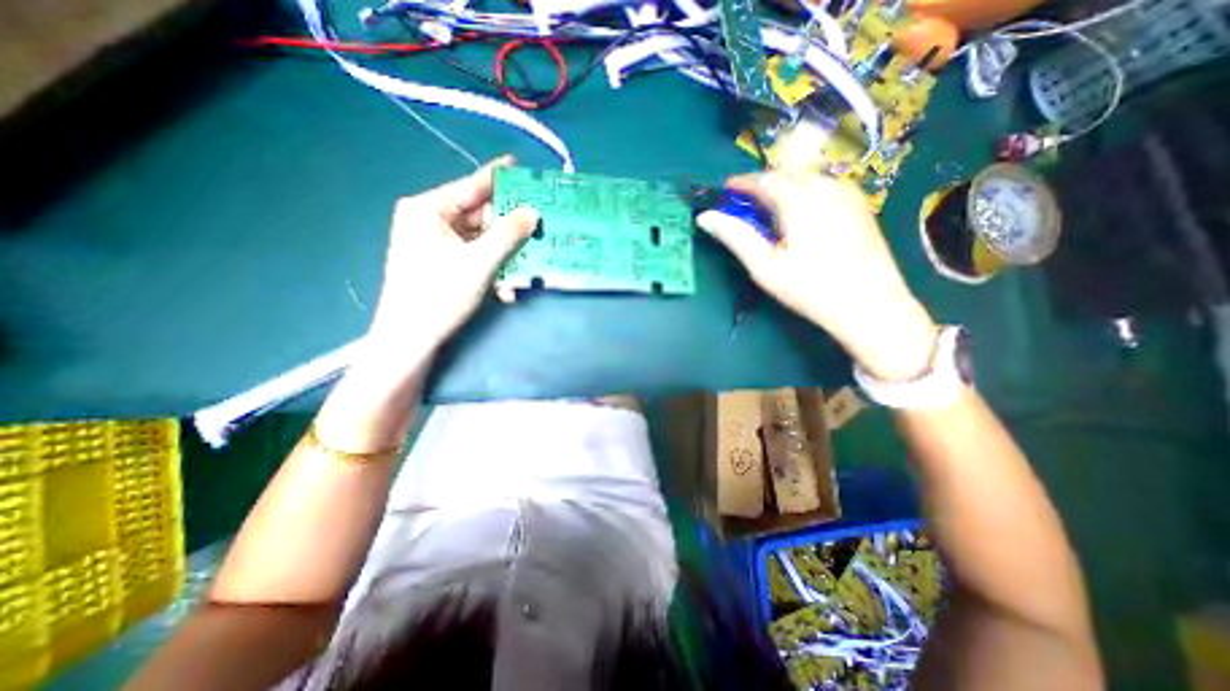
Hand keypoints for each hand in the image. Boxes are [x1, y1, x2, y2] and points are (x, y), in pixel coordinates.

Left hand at [365, 156, 538, 365]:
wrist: (410, 339)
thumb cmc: (440, 294)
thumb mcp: (479, 262)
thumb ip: (508, 234)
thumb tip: (533, 212)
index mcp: (428, 209)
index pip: (470, 186)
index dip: (499, 177)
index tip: (522, 167)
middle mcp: (428, 220)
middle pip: (478, 215)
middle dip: (507, 227)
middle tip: (537, 225)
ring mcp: (433, 242)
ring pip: (479, 238)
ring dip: (503, 253)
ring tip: (527, 261)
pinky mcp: (440, 262)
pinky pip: (473, 255)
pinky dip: (491, 267)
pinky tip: (505, 286)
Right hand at [696, 168, 938, 379]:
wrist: (872, 305)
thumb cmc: (810, 288)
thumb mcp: (765, 267)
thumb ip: (735, 237)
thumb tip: (705, 217)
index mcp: (799, 199)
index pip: (764, 179)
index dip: (741, 183)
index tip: (725, 191)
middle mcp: (825, 187)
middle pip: (786, 172)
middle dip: (762, 182)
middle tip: (744, 201)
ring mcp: (848, 194)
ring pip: (807, 177)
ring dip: (783, 185)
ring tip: (769, 207)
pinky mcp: (860, 205)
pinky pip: (825, 186)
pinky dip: (804, 191)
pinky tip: (800, 213)